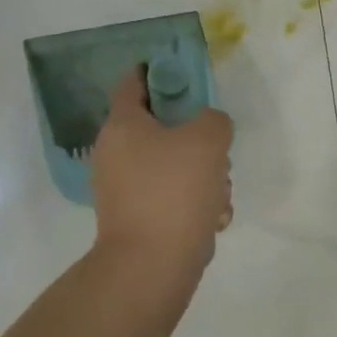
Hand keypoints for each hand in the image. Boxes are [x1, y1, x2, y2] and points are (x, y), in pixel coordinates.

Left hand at [89, 68, 234, 276]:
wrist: (153, 265)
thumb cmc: (174, 190)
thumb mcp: (208, 138)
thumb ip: (214, 120)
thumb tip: (208, 129)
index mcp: (123, 126)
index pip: (133, 84)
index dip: (157, 71)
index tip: (183, 72)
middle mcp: (117, 154)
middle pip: (164, 128)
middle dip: (199, 137)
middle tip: (218, 148)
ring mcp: (127, 189)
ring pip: (176, 164)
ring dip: (205, 173)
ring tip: (219, 192)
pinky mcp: (141, 218)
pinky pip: (176, 196)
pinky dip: (197, 202)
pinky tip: (212, 216)